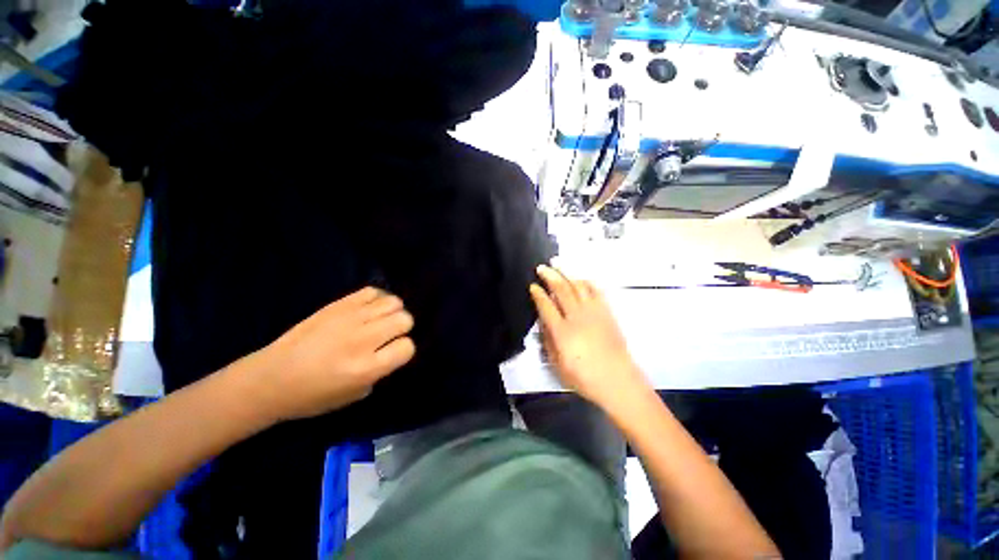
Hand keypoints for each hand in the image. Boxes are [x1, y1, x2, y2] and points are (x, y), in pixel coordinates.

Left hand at [253, 287, 415, 420]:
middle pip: (404, 319)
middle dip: (401, 328)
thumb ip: (380, 371)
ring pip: (393, 302)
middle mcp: (362, 340)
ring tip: (380, 320)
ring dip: (392, 312)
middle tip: (387, 335)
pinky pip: (371, 291)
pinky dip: (377, 298)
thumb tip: (392, 349)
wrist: (269, 379)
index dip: (403, 350)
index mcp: (366, 369)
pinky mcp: (337, 305)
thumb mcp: (354, 395)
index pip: (407, 347)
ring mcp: (349, 319)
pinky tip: (369, 309)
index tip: (392, 352)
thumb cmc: (312, 396)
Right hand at [530, 265, 649, 411]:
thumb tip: (543, 322)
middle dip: (550, 276)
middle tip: (541, 268)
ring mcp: (594, 313)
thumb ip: (548, 340)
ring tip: (558, 266)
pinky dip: (586, 282)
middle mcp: (577, 317)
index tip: (533, 286)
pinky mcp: (606, 313)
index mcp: (562, 332)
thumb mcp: (557, 364)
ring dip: (567, 274)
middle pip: (561, 290)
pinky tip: (580, 279)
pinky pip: (596, 291)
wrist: (617, 380)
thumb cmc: (584, 377)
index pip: (546, 306)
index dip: (538, 294)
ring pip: (578, 286)